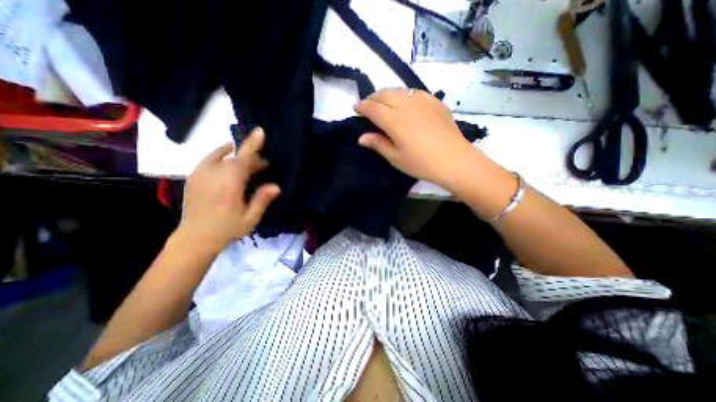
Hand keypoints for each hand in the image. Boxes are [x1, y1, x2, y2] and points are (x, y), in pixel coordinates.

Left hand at [175, 128, 279, 250]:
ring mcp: (200, 174)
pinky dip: (222, 159)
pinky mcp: (193, 177)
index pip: (243, 158)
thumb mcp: (250, 218)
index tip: (259, 131)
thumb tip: (276, 186)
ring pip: (220, 156)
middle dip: (250, 158)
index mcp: (229, 183)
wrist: (194, 238)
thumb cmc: (226, 229)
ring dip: (236, 156)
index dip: (252, 144)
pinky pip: (210, 160)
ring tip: (247, 167)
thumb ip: (262, 200)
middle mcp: (213, 173)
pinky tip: (229, 169)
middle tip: (263, 166)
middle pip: (234, 156)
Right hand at [356, 87, 477, 188]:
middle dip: (372, 98)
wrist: (454, 160)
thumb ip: (378, 144)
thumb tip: (361, 137)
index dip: (362, 106)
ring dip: (387, 94)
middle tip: (368, 106)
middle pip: (384, 94)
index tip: (355, 108)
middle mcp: (406, 104)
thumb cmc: (421, 163)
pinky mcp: (435, 101)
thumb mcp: (395, 157)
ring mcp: (422, 100)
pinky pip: (414, 92)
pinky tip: (406, 103)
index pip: (372, 108)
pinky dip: (404, 95)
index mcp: (393, 120)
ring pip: (399, 90)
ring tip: (384, 103)